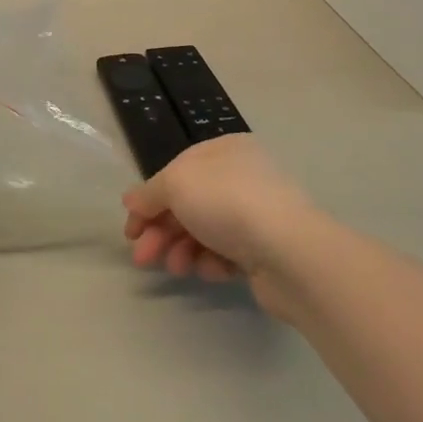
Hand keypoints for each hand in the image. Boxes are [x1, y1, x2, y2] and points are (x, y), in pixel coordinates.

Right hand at [122, 135, 327, 316]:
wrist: (291, 252)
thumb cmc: (228, 203)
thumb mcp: (176, 184)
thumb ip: (149, 193)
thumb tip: (131, 201)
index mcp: (224, 150)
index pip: (176, 172)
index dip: (149, 200)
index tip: (131, 230)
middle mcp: (242, 177)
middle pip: (188, 204)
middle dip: (161, 232)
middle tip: (143, 258)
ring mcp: (257, 214)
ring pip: (204, 231)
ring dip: (182, 250)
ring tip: (176, 268)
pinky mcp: (266, 250)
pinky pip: (228, 253)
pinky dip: (212, 262)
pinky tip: (210, 271)